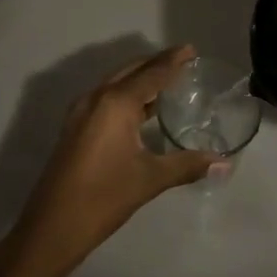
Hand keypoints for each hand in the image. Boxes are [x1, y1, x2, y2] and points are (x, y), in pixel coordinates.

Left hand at [7, 46, 218, 276]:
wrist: (52, 226)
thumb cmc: (103, 197)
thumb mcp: (150, 179)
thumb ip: (187, 165)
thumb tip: (224, 163)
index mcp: (116, 103)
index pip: (152, 73)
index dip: (173, 60)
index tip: (190, 49)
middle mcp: (97, 97)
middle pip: (131, 70)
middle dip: (156, 63)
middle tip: (183, 61)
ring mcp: (81, 111)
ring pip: (116, 82)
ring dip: (140, 77)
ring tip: (167, 80)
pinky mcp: (75, 126)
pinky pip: (106, 97)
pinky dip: (126, 93)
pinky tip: (142, 108)